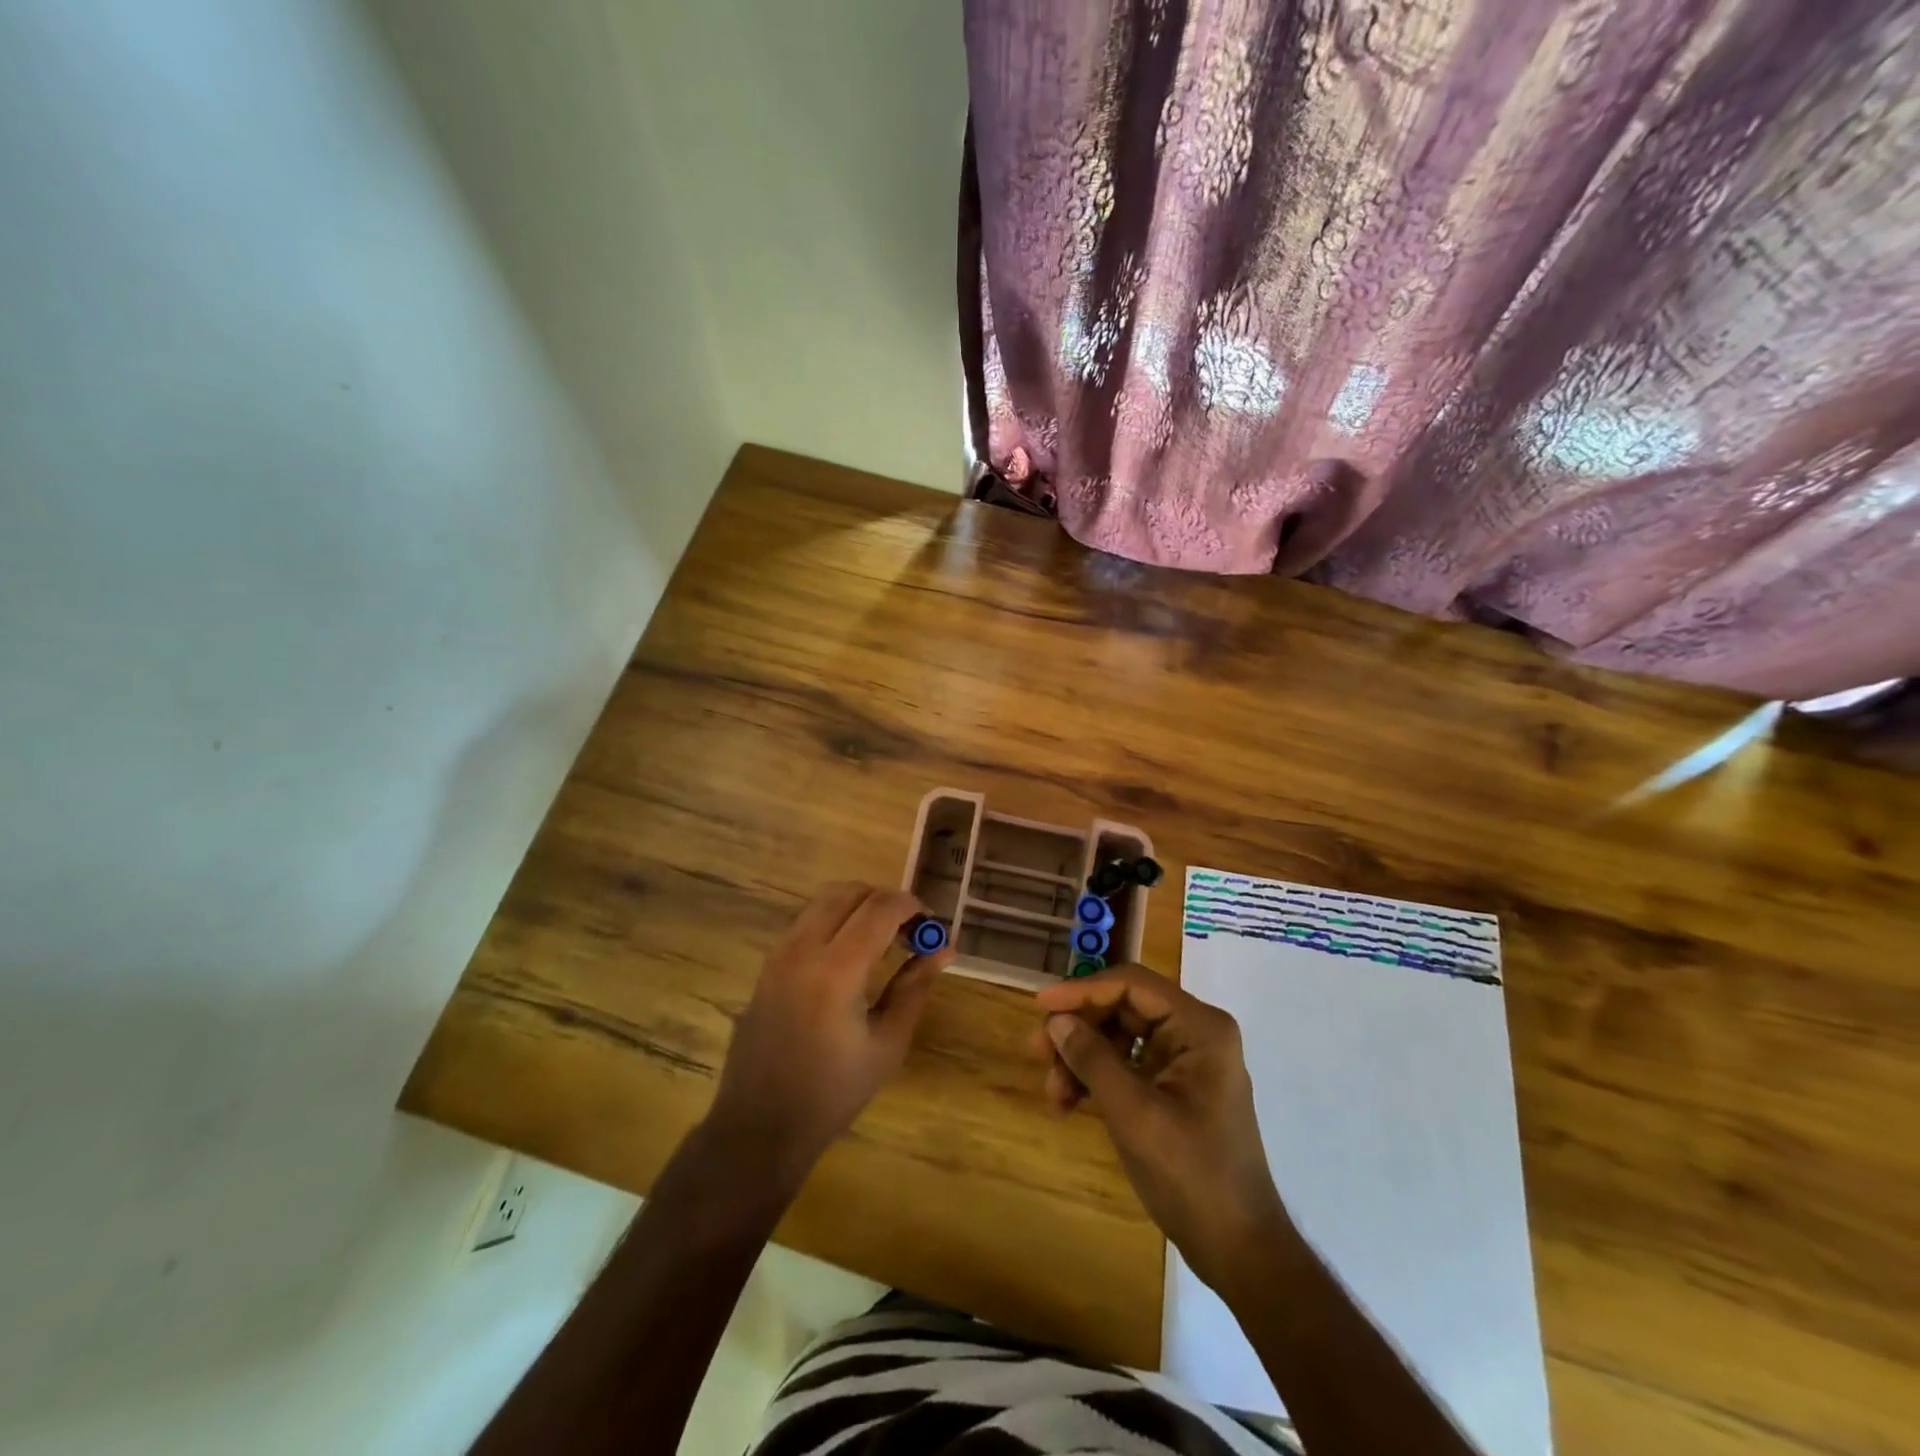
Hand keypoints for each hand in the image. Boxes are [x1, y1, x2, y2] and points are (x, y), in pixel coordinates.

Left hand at [708, 882, 952, 1180]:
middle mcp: (803, 948)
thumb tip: (945, 948)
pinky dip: (836, 918)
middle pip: (849, 891)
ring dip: (859, 905)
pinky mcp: (768, 962)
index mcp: (836, 970)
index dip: (912, 906)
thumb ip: (915, 987)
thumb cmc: (833, 1092)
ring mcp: (779, 952)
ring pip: (824, 899)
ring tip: (884, 938)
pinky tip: (852, 953)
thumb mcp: (888, 1044)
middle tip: (910, 930)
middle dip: (886, 900)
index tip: (932, 925)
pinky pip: (807, 919)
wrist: (760, 1125)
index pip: (880, 908)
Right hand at [1034, 964, 1289, 1291]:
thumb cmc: (1191, 1175)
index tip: (1040, 1006)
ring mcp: (1185, 1061)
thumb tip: (1056, 1020)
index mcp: (1199, 1027)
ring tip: (1052, 1094)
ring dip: (1082, 1059)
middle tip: (1036, 1052)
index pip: (1132, 985)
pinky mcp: (1174, 1087)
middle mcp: (1194, 1033)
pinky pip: (1127, 1064)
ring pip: (1119, 1037)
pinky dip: (1096, 1079)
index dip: (1082, 991)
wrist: (1238, 1249)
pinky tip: (1068, 1103)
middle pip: (1123, 1009)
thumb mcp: (1134, 1114)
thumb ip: (1093, 1060)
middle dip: (1078, 1030)